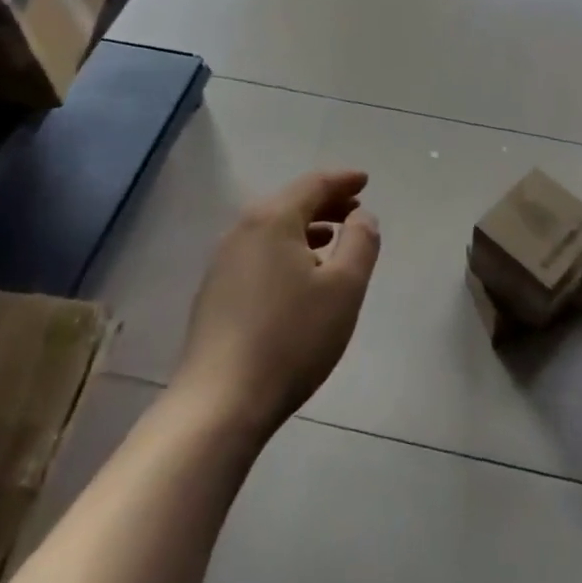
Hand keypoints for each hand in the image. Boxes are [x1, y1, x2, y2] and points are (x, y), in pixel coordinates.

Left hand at [174, 170, 380, 435]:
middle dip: (326, 202)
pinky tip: (300, 274)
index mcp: (272, 219)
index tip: (365, 180)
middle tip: (356, 209)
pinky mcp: (215, 292)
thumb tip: (361, 216)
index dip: (343, 180)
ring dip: (306, 227)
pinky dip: (286, 248)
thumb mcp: (345, 288)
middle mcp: (242, 230)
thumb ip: (361, 242)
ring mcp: (223, 262)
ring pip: (273, 228)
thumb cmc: (292, 337)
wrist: (220, 403)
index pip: (313, 184)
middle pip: (290, 202)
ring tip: (333, 239)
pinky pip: (259, 251)